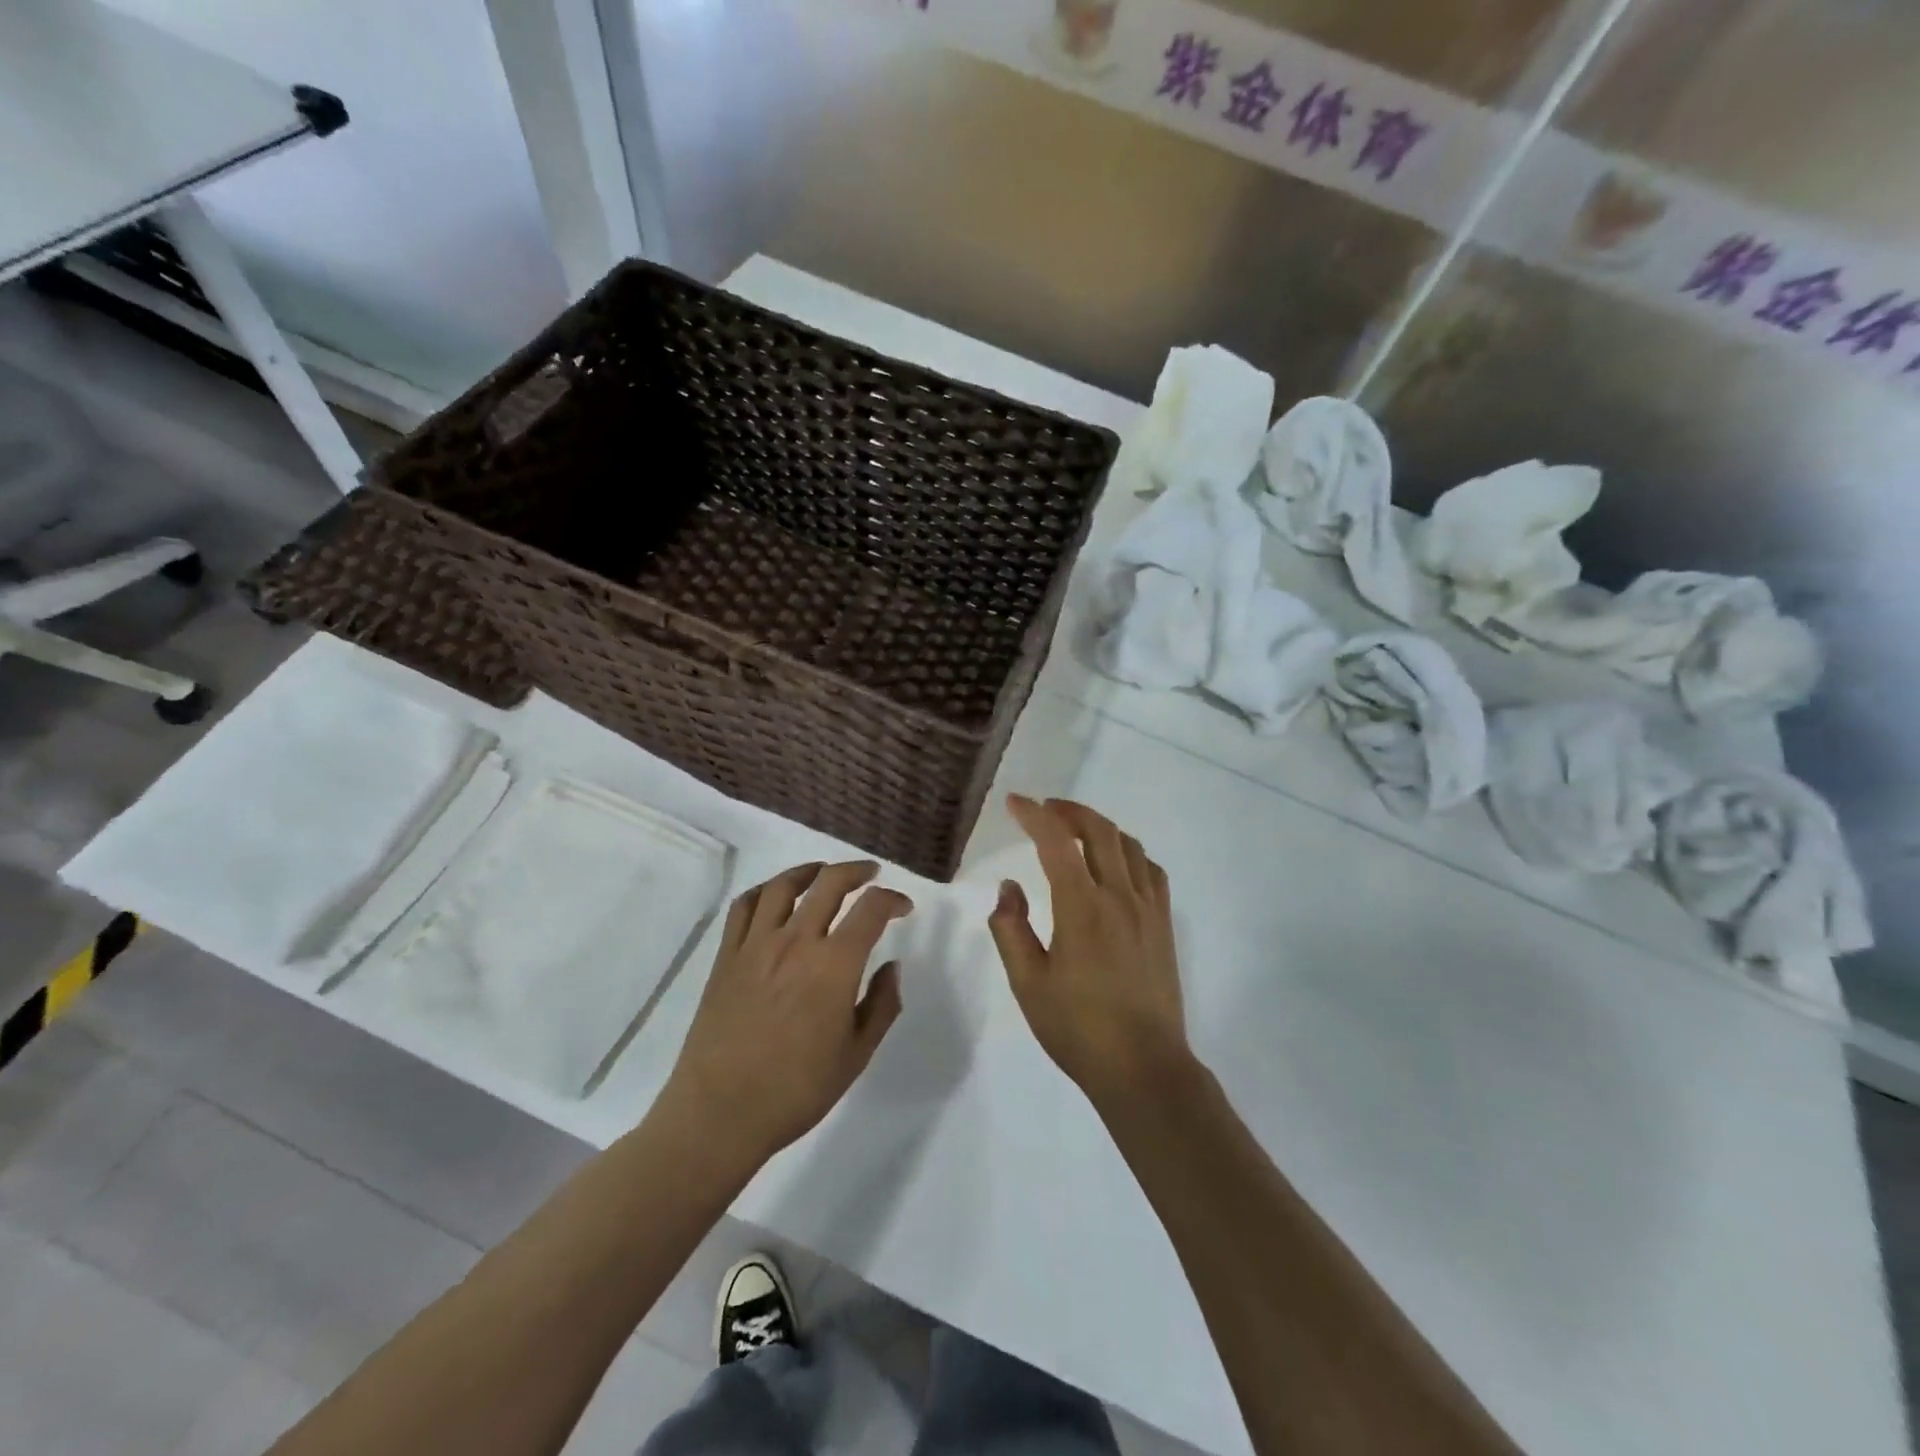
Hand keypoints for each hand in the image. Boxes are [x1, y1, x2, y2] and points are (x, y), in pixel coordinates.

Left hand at [663, 861, 910, 1165]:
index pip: (871, 909)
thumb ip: (882, 1005)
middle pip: (830, 883)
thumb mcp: (856, 1055)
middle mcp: (797, 942)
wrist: (720, 1113)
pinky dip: (765, 890)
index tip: (903, 908)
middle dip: (857, 871)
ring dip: (810, 871)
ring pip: (784, 886)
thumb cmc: (796, 1090)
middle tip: (870, 874)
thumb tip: (892, 967)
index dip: (893, 900)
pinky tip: (775, 896)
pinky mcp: (726, 956)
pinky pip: (745, 906)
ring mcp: (756, 945)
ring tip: (823, 873)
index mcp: (835, 965)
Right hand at [988, 796, 1190, 1106]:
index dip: (1034, 816)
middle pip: (1099, 830)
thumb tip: (1009, 887)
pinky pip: (1150, 870)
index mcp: (1081, 907)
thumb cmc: (1077, 1028)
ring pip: (1128, 845)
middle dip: (1070, 811)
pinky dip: (1129, 853)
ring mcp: (1148, 909)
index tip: (1015, 803)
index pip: (1056, 842)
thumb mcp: (1027, 983)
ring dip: (1100, 827)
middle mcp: (1119, 896)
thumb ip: (1010, 929)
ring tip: (1076, 832)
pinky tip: (1116, 866)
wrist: (1143, 1067)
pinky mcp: (1164, 925)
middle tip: (1045, 810)